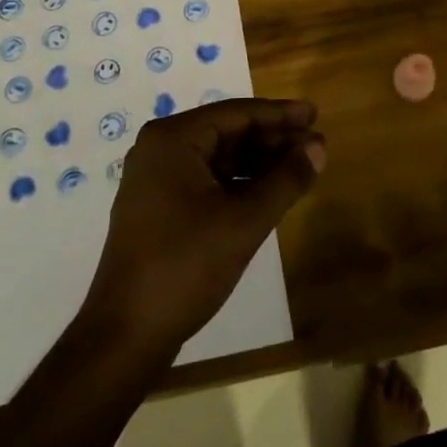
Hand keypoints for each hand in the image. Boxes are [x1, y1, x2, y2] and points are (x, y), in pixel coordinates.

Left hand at [81, 99, 324, 358]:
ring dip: (260, 162)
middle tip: (316, 145)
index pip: (237, 114)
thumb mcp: (244, 222)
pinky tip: (270, 192)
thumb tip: (319, 148)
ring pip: (219, 158)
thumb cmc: (185, 266)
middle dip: (273, 139)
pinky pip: (208, 180)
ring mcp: (157, 179)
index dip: (280, 115)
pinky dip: (240, 183)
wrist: (126, 333)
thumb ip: (285, 180)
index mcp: (173, 140)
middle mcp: (160, 149)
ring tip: (301, 168)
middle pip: (228, 132)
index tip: (316, 114)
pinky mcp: (160, 207)